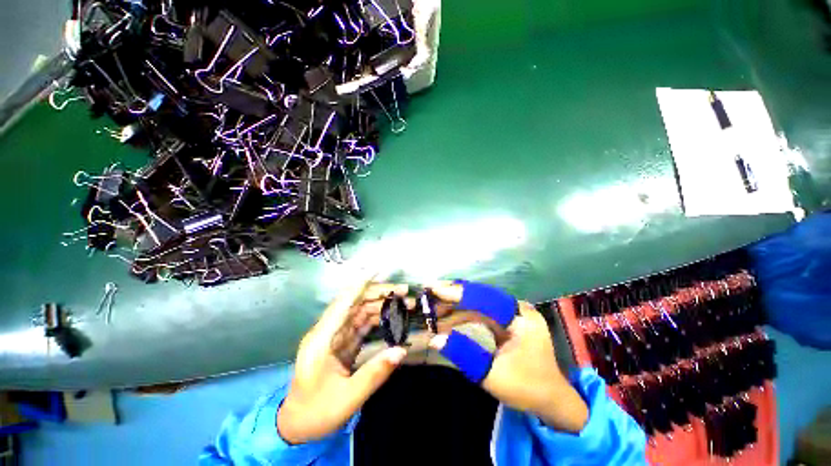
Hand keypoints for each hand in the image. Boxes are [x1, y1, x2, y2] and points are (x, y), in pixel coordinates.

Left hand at [277, 276, 408, 443]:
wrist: (296, 426)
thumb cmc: (316, 413)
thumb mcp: (347, 398)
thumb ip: (375, 373)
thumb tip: (401, 350)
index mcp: (322, 339)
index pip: (343, 303)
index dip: (360, 284)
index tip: (378, 269)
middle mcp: (328, 331)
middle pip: (355, 302)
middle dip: (380, 293)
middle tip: (405, 292)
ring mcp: (335, 336)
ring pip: (361, 311)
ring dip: (382, 304)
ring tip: (404, 303)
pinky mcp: (342, 343)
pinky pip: (362, 324)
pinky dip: (378, 318)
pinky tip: (393, 317)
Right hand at [428, 282, 588, 432]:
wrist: (551, 400)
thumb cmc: (527, 389)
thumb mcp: (493, 375)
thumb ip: (464, 355)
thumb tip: (434, 340)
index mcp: (520, 317)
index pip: (484, 298)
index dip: (458, 293)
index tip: (434, 289)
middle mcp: (516, 309)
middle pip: (479, 296)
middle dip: (452, 296)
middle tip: (428, 293)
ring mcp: (511, 314)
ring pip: (477, 304)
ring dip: (454, 306)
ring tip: (431, 308)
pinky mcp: (505, 321)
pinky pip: (480, 313)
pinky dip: (461, 315)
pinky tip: (446, 318)